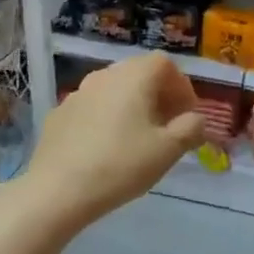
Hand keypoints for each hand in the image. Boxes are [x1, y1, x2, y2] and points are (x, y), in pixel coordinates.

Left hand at [17, 54, 205, 230]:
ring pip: (114, 89)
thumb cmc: (120, 165)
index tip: (187, 115)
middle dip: (158, 95)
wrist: (57, 190)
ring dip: (131, 105)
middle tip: (167, 125)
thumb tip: (196, 120)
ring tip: (138, 137)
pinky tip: (106, 147)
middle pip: (139, 73)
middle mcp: (105, 75)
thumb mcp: (167, 150)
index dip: (181, 86)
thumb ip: (190, 129)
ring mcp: (78, 92)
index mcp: (134, 77)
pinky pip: (93, 107)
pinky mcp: (59, 113)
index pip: (165, 64)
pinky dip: (106, 117)